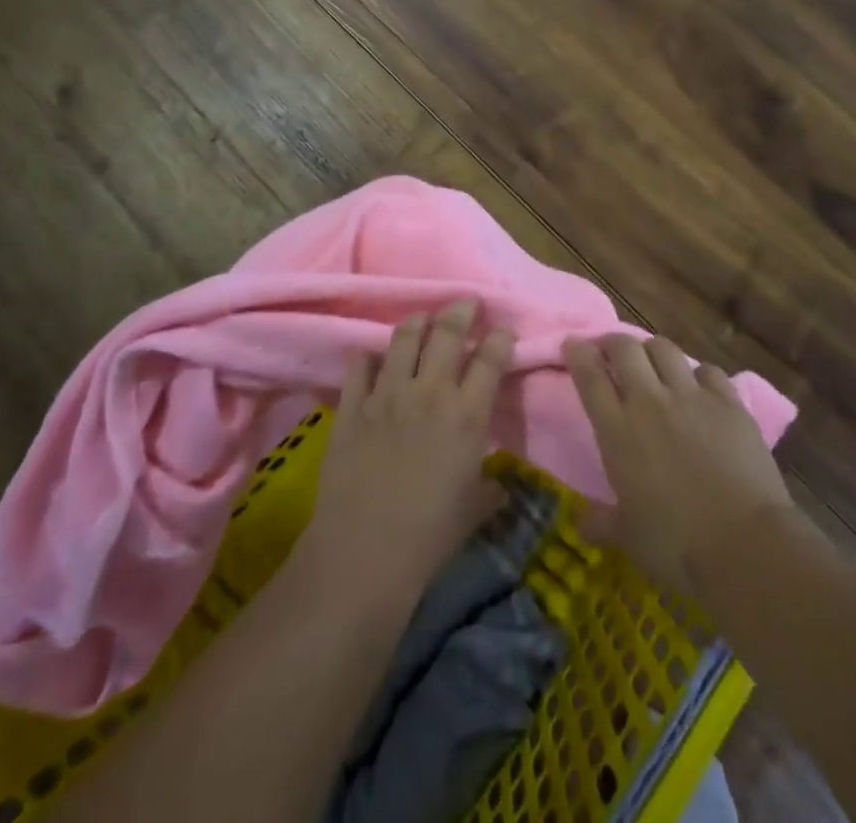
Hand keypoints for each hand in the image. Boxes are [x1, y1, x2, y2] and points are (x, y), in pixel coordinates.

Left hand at [300, 301, 515, 600]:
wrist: (365, 552)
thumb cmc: (430, 536)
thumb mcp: (473, 511)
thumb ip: (490, 491)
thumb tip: (499, 487)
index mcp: (467, 414)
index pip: (490, 359)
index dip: (500, 338)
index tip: (503, 329)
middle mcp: (430, 392)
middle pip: (447, 333)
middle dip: (460, 311)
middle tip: (465, 303)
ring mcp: (387, 395)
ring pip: (403, 338)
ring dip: (417, 323)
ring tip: (422, 320)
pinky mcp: (352, 407)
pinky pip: (360, 366)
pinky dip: (369, 357)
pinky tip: (373, 358)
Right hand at [567, 334, 791, 589]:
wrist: (746, 543)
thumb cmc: (677, 544)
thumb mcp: (628, 537)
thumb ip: (601, 523)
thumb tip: (581, 523)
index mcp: (618, 430)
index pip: (590, 375)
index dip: (578, 353)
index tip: (573, 344)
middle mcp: (650, 402)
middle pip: (625, 348)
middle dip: (612, 342)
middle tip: (609, 351)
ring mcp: (692, 397)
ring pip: (664, 348)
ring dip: (652, 349)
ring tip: (651, 361)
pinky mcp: (729, 403)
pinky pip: (708, 371)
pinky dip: (697, 374)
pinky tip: (698, 386)